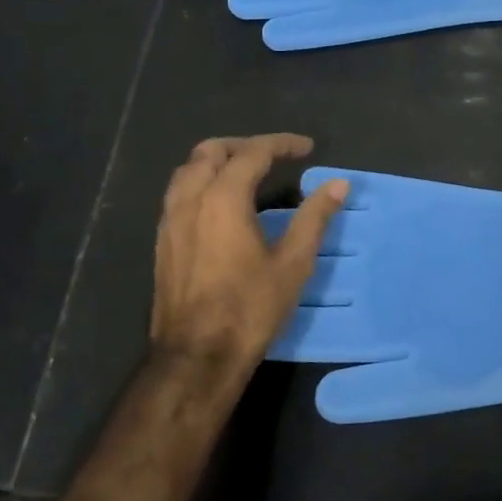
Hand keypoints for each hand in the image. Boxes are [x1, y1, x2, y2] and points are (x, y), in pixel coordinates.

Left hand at [150, 134, 349, 390]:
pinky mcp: (163, 241)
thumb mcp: (293, 263)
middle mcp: (191, 200)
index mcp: (223, 199)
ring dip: (217, 161)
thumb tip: (338, 184)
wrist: (197, 355)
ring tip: (246, 173)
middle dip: (244, 145)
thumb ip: (315, 217)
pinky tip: (220, 205)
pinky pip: (178, 193)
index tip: (306, 147)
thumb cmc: (250, 308)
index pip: (252, 153)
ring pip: (188, 170)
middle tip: (273, 155)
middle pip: (211, 151)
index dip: (281, 144)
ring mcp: (170, 221)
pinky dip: (201, 182)